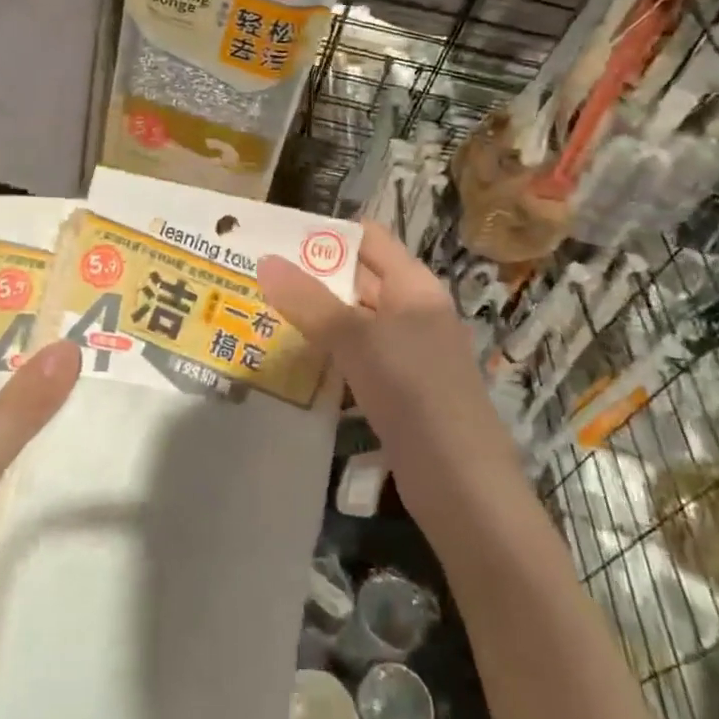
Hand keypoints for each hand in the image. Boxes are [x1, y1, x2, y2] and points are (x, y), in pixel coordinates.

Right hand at [258, 223, 517, 521]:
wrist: (463, 487)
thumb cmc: (414, 394)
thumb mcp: (357, 340)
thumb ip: (309, 301)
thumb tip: (264, 261)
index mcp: (414, 286)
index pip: (368, 238)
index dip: (325, 232)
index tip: (275, 237)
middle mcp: (414, 311)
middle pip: (358, 278)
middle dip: (310, 276)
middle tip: (255, 277)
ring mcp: (408, 353)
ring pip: (354, 322)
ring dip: (314, 318)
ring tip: (261, 314)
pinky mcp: (399, 390)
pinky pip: (357, 359)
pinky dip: (327, 355)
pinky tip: (291, 363)